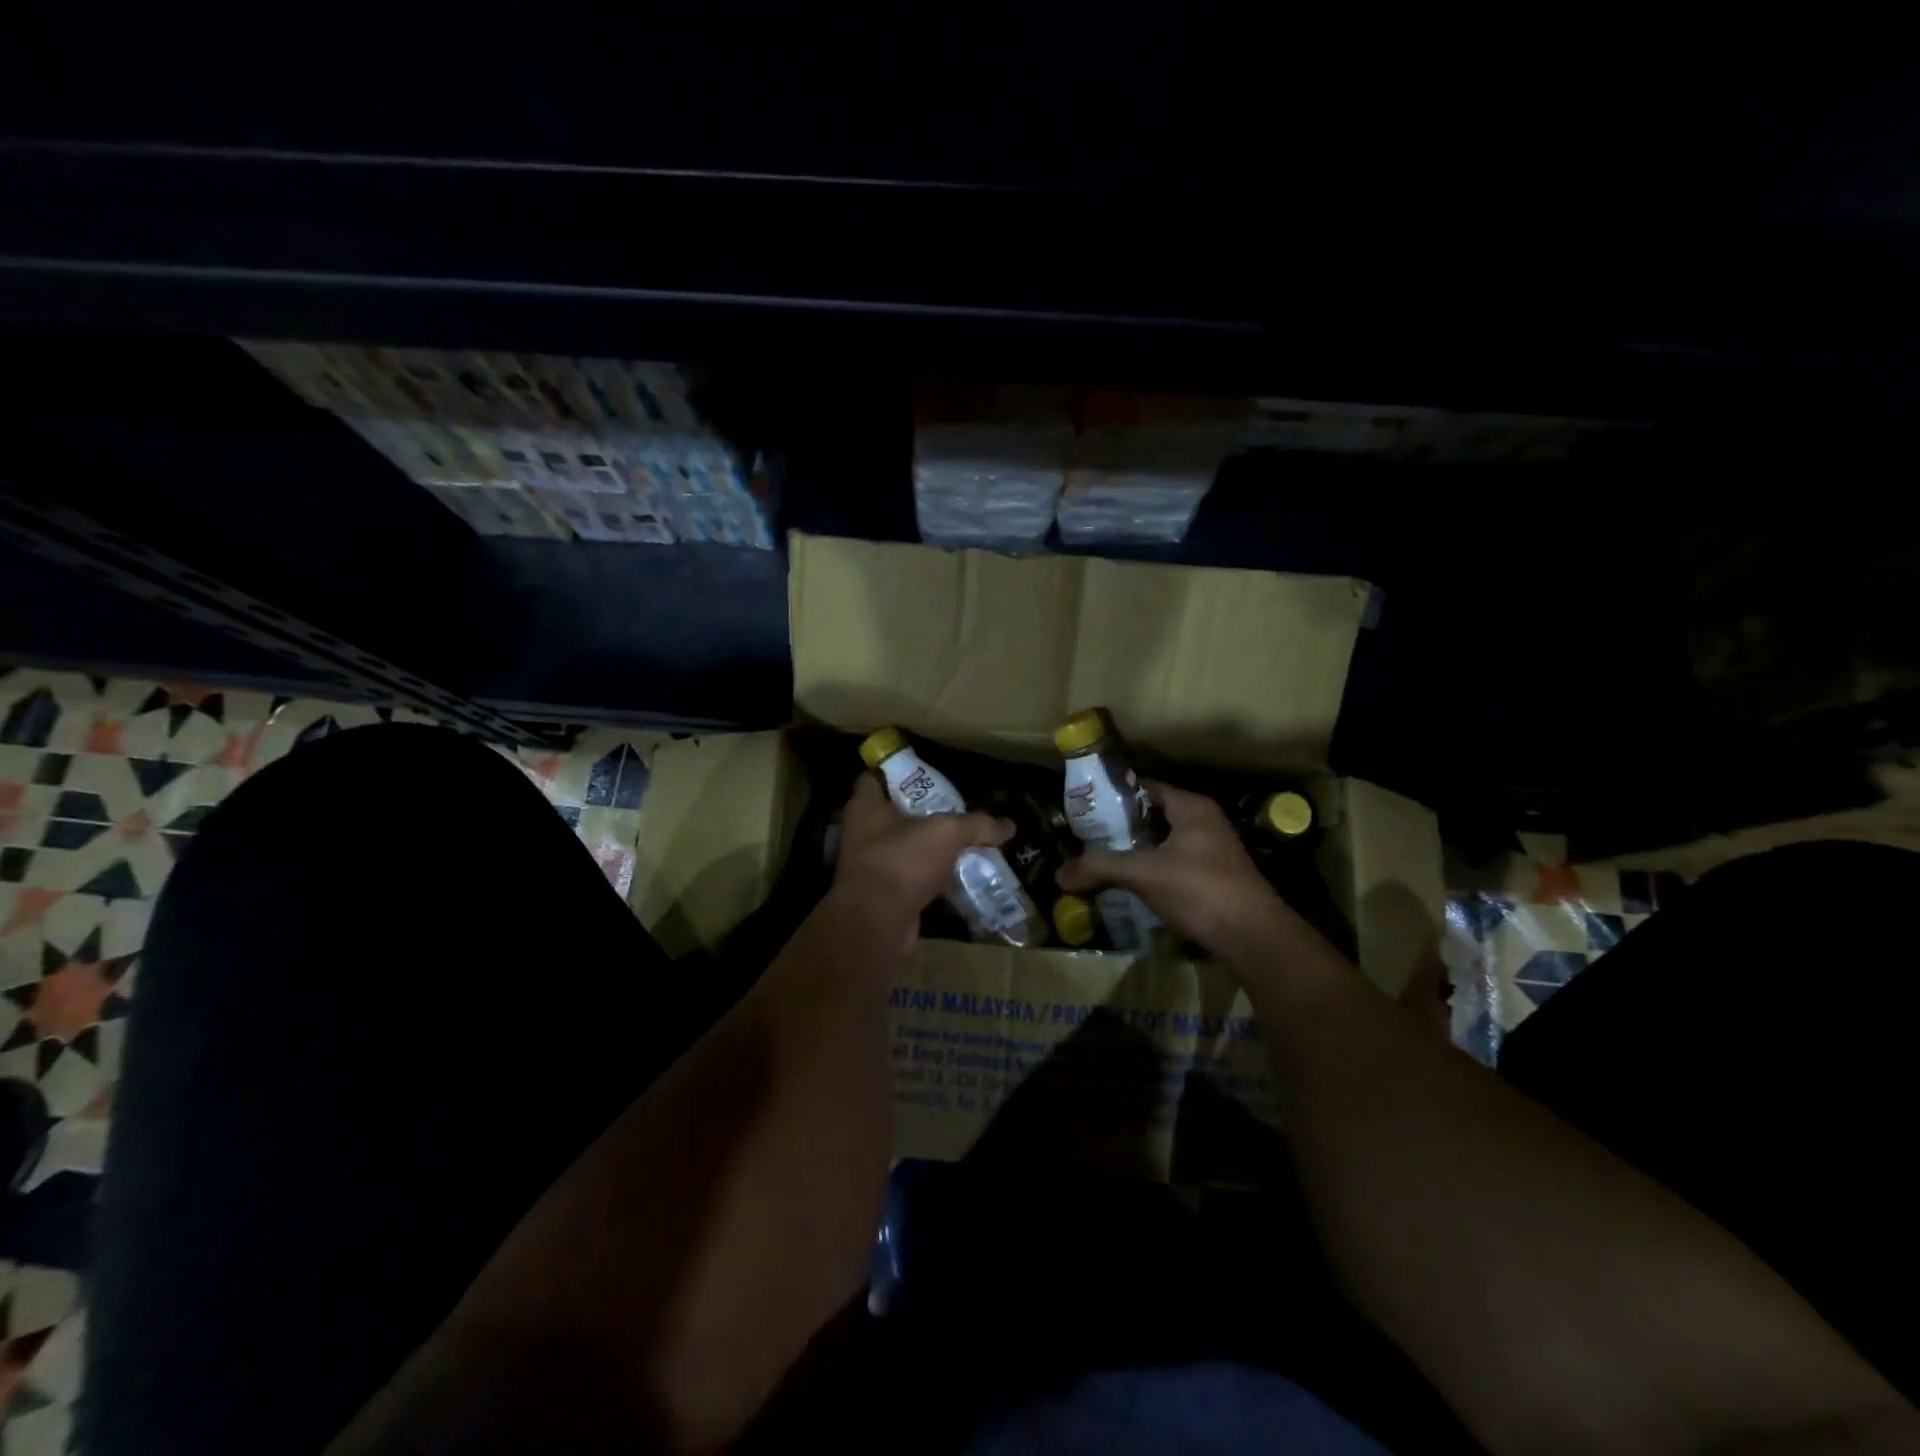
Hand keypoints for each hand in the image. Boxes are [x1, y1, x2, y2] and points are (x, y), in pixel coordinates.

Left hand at [831, 776, 1012, 939]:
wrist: (878, 922)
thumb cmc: (903, 860)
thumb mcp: (948, 833)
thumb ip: (978, 825)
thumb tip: (1010, 826)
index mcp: (865, 806)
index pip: (874, 778)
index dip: (897, 773)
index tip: (927, 775)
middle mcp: (861, 832)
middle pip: (892, 814)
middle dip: (922, 813)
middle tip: (954, 811)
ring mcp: (869, 865)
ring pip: (903, 848)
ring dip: (928, 849)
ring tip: (961, 843)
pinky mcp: (880, 894)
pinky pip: (909, 879)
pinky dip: (929, 878)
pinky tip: (956, 878)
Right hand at [1056, 780, 1287, 959]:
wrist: (1253, 937)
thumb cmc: (1199, 889)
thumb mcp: (1143, 873)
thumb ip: (1100, 868)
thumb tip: (1058, 875)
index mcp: (1191, 807)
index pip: (1145, 787)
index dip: (1114, 794)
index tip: (1084, 806)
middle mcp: (1204, 822)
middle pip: (1152, 816)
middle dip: (1119, 826)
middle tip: (1085, 835)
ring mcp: (1212, 851)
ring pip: (1162, 843)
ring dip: (1134, 851)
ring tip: (1100, 860)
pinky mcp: (1213, 878)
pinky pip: (1172, 865)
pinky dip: (1150, 870)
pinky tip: (1128, 885)